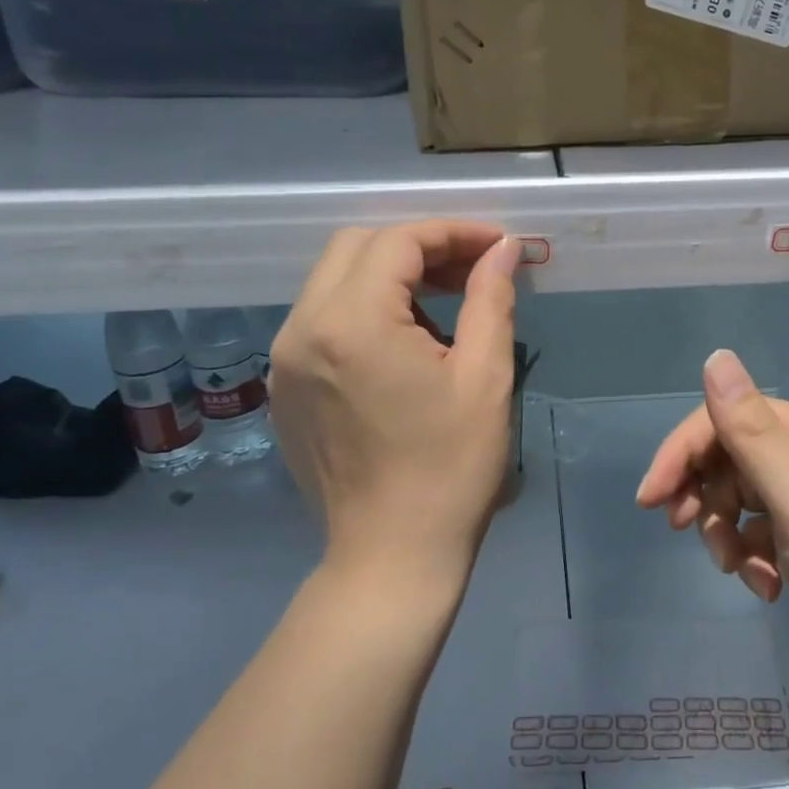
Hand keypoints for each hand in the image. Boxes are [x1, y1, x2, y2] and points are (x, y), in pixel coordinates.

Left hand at [269, 222, 519, 604]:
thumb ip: (491, 297)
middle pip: (356, 247)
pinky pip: (322, 320)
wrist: (392, 556)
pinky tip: (406, 345)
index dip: (453, 232)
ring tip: (445, 308)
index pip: (398, 241)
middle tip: (471, 270)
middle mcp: (302, 329)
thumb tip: (505, 249)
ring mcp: (284, 360)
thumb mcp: (485, 376)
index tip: (498, 246)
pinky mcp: (284, 388)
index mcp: (352, 323)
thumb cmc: (450, 468)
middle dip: (418, 247)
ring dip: (391, 277)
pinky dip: (364, 310)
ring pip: (334, 280)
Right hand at [636, 349, 788, 655]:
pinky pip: (760, 532)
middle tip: (702, 542)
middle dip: (708, 502)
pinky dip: (754, 558)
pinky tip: (770, 589)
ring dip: (730, 537)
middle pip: (728, 459)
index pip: (725, 419)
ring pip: (739, 499)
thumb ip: (751, 428)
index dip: (681, 454)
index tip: (650, 502)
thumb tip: (715, 355)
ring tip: (747, 575)